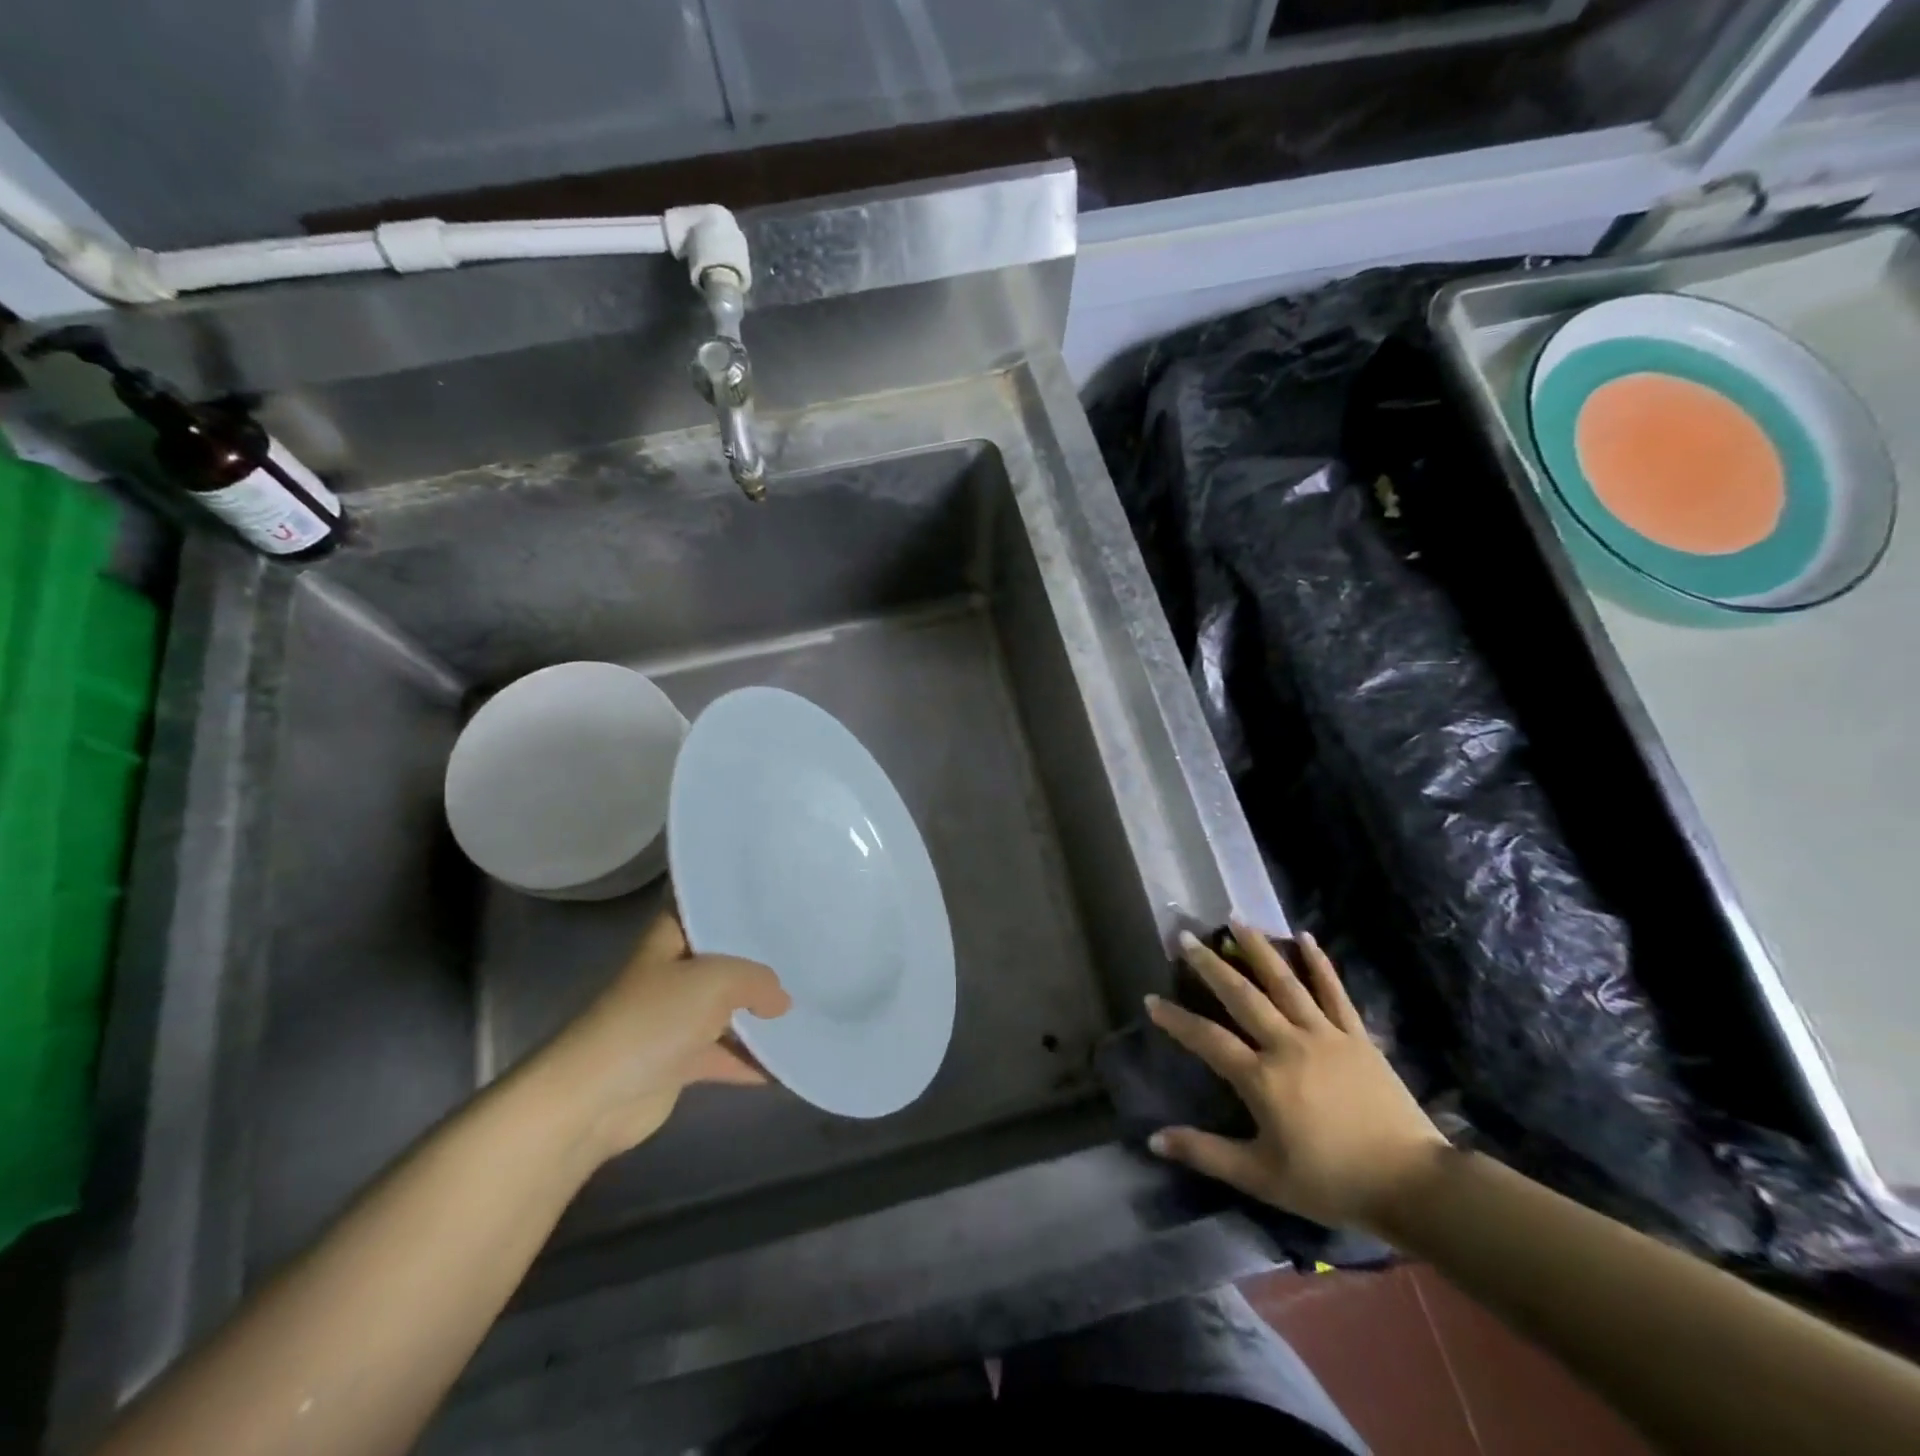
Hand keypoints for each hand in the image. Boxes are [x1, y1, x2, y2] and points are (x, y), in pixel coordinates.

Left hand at [531, 909, 790, 1160]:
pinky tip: (789, 1061)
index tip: (784, 903)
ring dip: (760, 1014)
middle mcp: (673, 971)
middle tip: (810, 952)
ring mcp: (674, 1018)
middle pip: (725, 960)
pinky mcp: (678, 1061)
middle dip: (762, 962)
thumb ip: (759, 981)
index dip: (743, 906)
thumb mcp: (718, 981)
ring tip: (809, 1005)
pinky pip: (725, 1054)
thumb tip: (781, 1000)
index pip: (709, 909)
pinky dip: (752, 1059)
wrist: (594, 1097)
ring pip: (728, 1009)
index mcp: (671, 937)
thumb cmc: (654, 1019)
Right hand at [1146, 923, 1445, 1235]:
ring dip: (1257, 948)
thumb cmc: (1331, 1183)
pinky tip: (1305, 937)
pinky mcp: (1356, 1037)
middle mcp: (1287, 1044)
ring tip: (1235, 919)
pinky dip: (1319, 963)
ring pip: (1284, 982)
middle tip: (1186, 937)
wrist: (1412, 1185)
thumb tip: (1154, 1139)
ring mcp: (1324, 1035)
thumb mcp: (1261, 1177)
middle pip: (1241, 995)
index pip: (1207, 1039)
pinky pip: (1334, 992)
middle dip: (1209, 965)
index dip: (1176, 1019)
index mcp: (1261, 1078)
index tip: (1150, 999)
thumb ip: (1206, 1153)